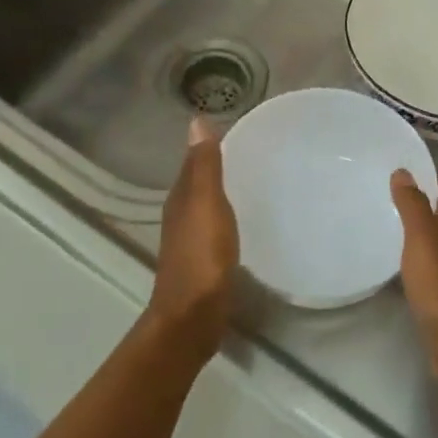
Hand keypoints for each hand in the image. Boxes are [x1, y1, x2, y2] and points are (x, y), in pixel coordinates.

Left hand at [149, 119, 238, 356]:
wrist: (193, 316)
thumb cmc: (202, 257)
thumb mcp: (206, 204)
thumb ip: (203, 166)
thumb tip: (195, 120)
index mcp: (181, 198)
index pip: (194, 161)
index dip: (211, 146)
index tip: (240, 130)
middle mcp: (181, 215)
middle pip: (200, 183)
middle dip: (219, 167)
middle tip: (255, 154)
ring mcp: (191, 241)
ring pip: (208, 206)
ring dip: (224, 193)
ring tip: (255, 182)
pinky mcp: (205, 262)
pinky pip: (217, 228)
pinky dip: (229, 218)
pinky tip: (246, 221)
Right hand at [391, 170, 437, 389]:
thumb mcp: (422, 240)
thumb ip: (413, 206)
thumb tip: (404, 172)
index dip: (434, 179)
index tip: (410, 169)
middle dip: (429, 205)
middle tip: (395, 196)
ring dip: (426, 235)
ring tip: (397, 228)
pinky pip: (437, 272)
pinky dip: (424, 263)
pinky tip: (408, 268)